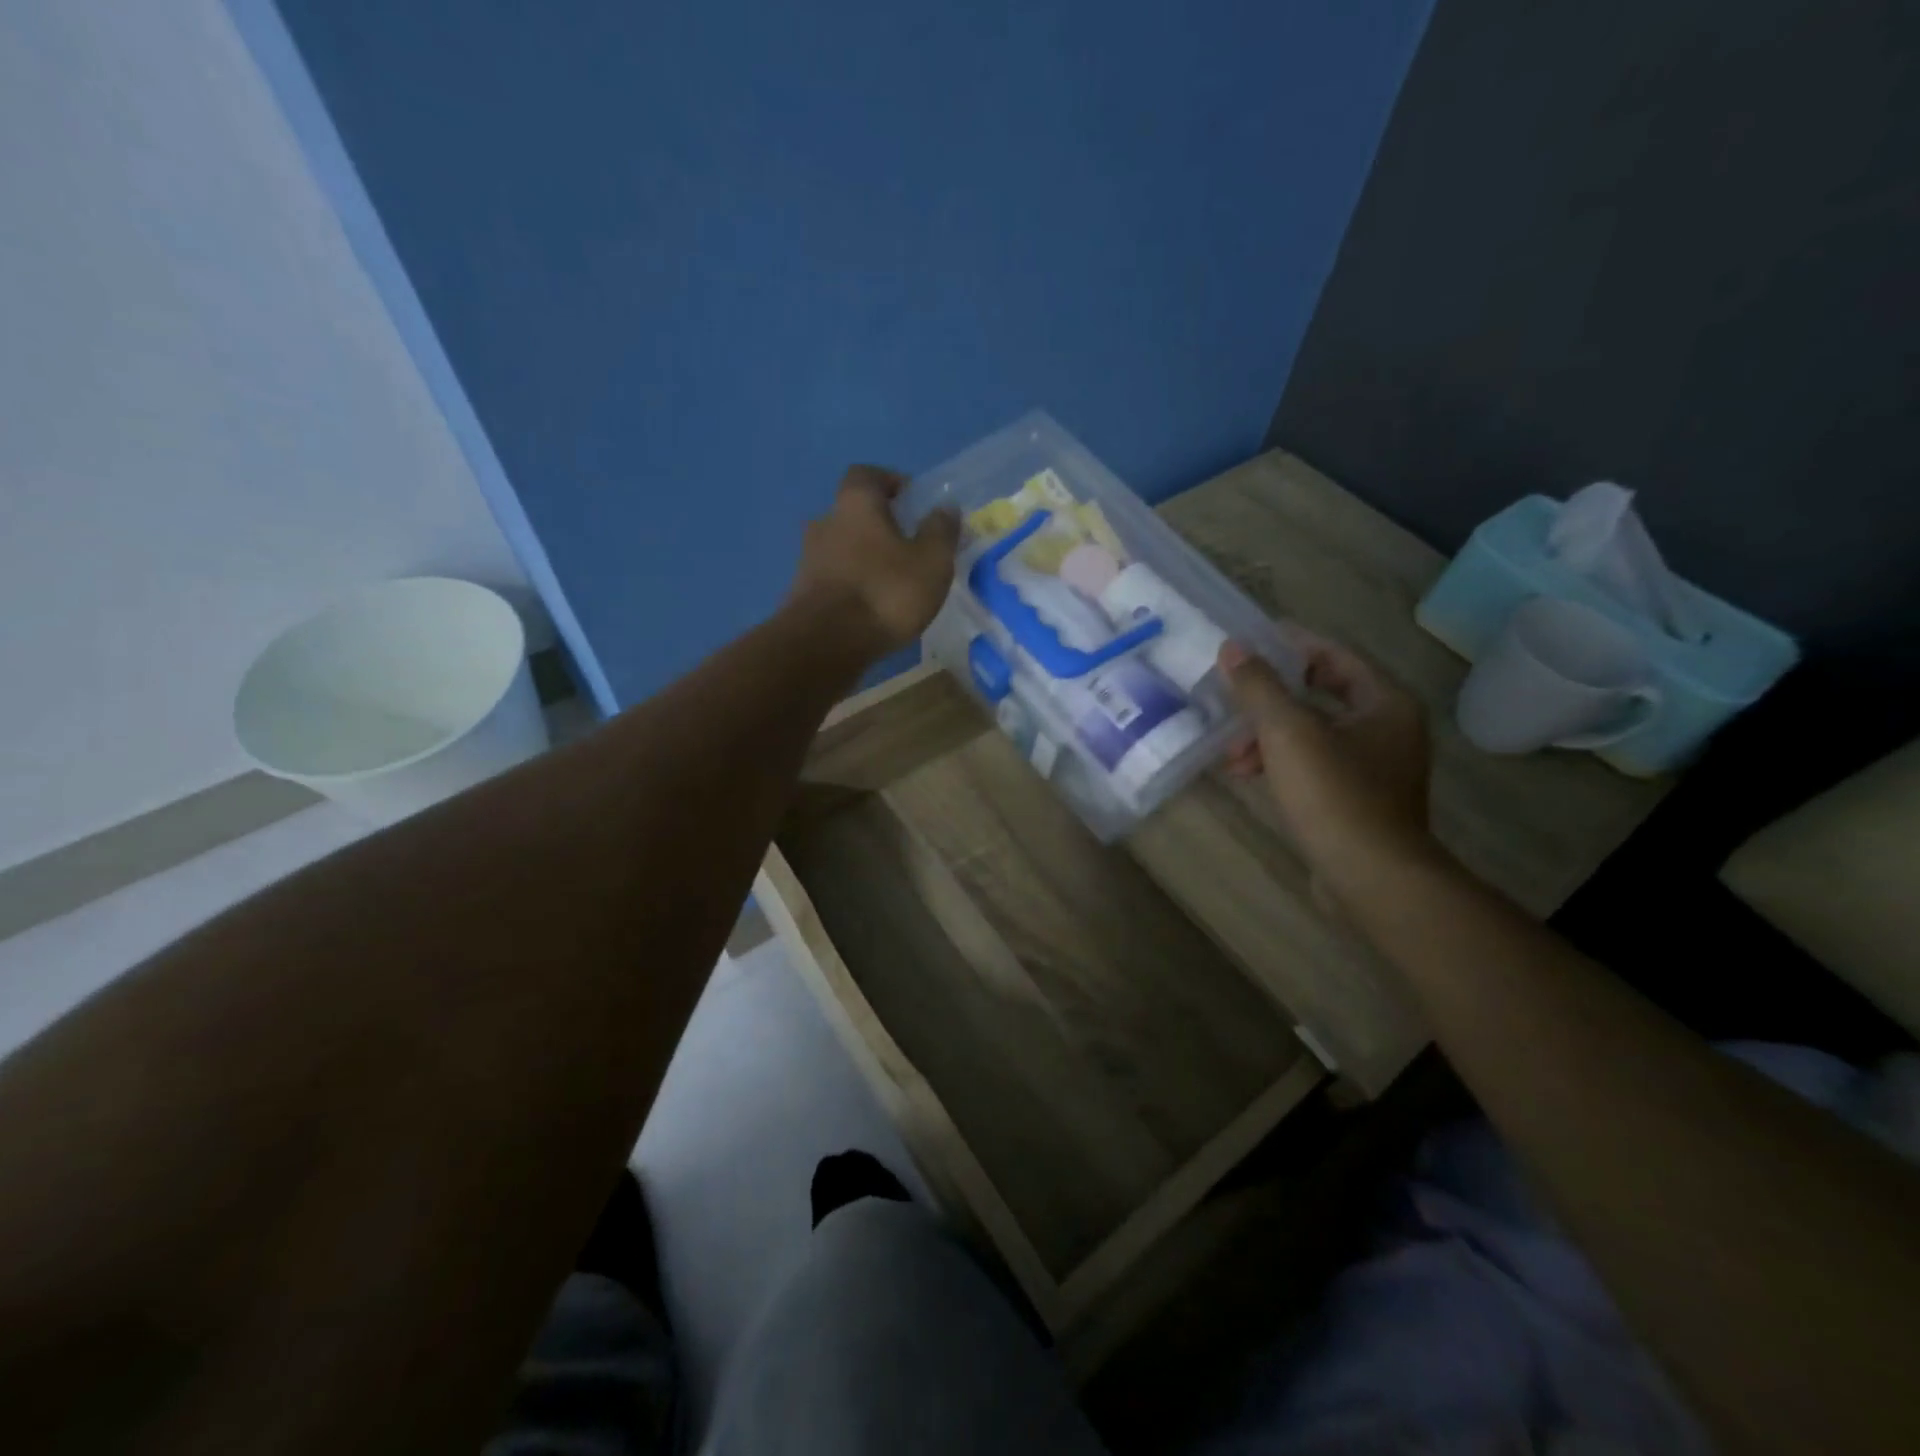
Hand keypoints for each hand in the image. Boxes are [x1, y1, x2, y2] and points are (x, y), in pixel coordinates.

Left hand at [788, 466, 960, 656]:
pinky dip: (852, 584)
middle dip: (879, 525)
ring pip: (842, 547)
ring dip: (865, 558)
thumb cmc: (885, 592)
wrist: (825, 644)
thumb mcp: (931, 562)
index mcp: (855, 504)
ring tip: (892, 582)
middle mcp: (825, 522)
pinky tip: (871, 608)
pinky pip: (833, 578)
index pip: (867, 474)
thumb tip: (945, 508)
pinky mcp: (802, 593)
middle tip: (908, 546)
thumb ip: (941, 531)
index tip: (911, 501)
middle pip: (853, 513)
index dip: (890, 482)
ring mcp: (809, 559)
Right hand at [1219, 629, 1437, 891]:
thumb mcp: (1287, 732)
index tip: (1247, 644)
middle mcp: (1388, 728)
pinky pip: (1313, 764)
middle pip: (1320, 695)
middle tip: (1231, 701)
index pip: (1333, 655)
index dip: (1290, 645)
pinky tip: (1248, 775)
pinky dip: (1280, 763)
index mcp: (1384, 702)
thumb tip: (1232, 648)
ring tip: (1231, 754)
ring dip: (1268, 736)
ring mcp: (1375, 767)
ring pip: (1312, 734)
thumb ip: (1259, 686)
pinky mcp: (1357, 800)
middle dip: (1270, 700)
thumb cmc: (1334, 794)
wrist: (1371, 878)